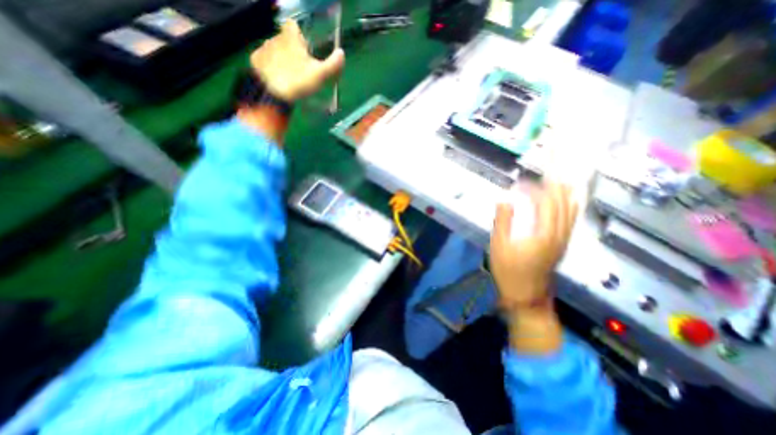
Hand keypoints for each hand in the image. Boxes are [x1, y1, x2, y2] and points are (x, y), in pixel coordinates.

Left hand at [251, 20, 343, 101]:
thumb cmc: (299, 81)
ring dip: (281, 59)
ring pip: (275, 50)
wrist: (273, 94)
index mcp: (291, 38)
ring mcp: (263, 48)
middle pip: (285, 40)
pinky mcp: (255, 60)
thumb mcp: (321, 75)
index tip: (305, 50)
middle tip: (300, 70)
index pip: (293, 26)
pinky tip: (277, 79)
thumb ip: (333, 64)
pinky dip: (270, 67)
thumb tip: (342, 53)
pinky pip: (265, 60)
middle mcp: (275, 38)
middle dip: (292, 51)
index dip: (299, 36)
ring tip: (289, 77)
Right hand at [487, 182, 577, 314]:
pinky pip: (570, 218)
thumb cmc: (510, 271)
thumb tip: (504, 199)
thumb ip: (503, 221)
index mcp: (544, 233)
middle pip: (563, 201)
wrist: (527, 296)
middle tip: (552, 164)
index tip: (520, 182)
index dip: (534, 188)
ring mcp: (563, 239)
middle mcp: (559, 233)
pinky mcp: (561, 243)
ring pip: (571, 208)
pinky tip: (568, 198)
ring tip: (561, 175)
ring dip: (565, 190)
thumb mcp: (499, 246)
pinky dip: (569, 203)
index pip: (545, 202)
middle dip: (557, 180)